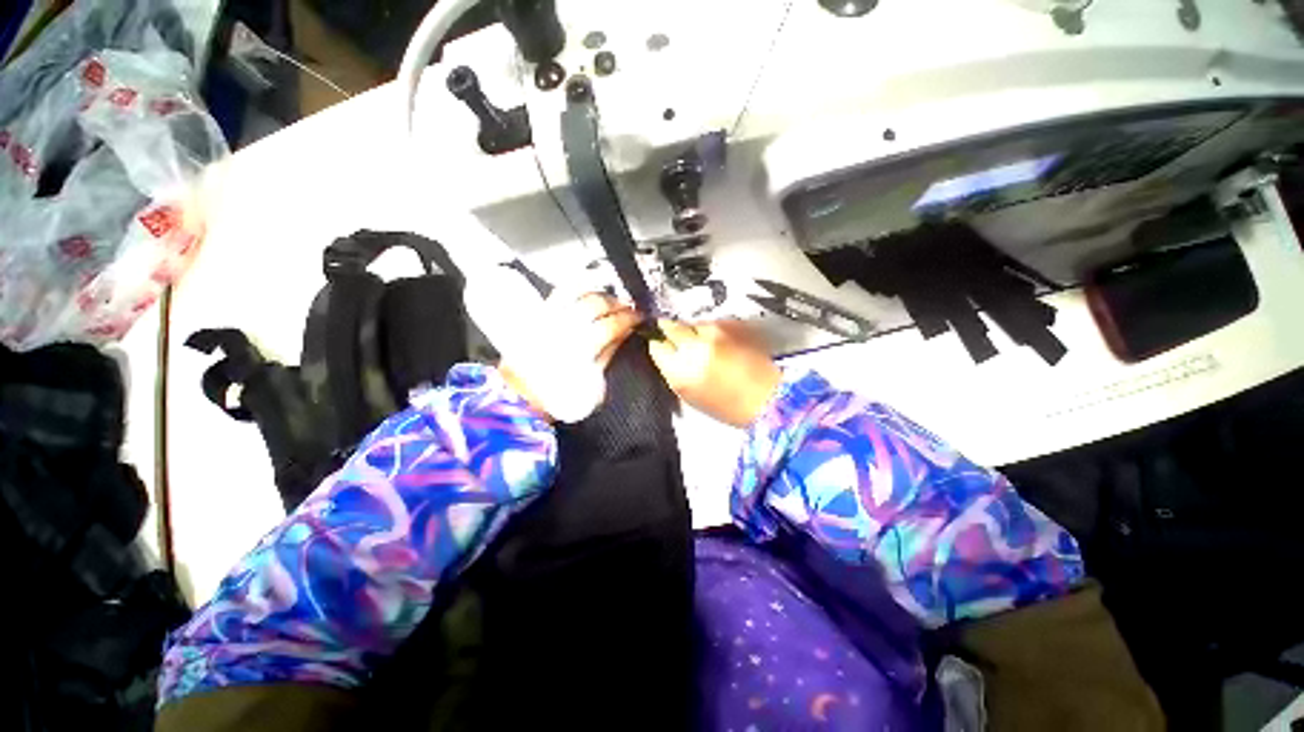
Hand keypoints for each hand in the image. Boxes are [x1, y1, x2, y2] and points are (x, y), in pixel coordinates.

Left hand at [500, 292, 639, 417]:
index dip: (629, 318)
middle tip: (628, 306)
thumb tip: (627, 330)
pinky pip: (560, 292)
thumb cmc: (562, 394)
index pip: (610, 325)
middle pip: (595, 304)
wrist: (523, 394)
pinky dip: (577, 286)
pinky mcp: (540, 313)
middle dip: (616, 302)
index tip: (640, 316)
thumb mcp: (593, 381)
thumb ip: (609, 352)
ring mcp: (550, 318)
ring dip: (599, 292)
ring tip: (610, 299)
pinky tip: (589, 289)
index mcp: (579, 350)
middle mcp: (563, 329)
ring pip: (578, 292)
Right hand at [648, 319, 781, 427]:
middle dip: (672, 331)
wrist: (768, 398)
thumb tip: (666, 353)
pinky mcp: (732, 324)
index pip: (657, 346)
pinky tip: (723, 344)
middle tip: (680, 340)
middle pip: (671, 327)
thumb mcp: (689, 395)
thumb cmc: (726, 406)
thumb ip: (673, 372)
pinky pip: (712, 323)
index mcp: (680, 371)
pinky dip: (712, 331)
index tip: (664, 347)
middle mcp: (694, 347)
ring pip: (692, 324)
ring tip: (707, 345)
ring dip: (694, 332)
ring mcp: (714, 333)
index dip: (660, 345)